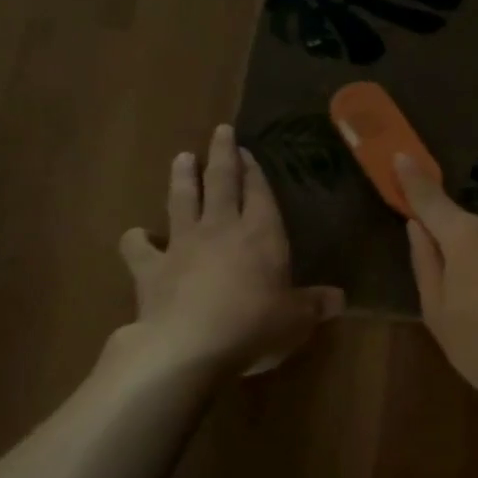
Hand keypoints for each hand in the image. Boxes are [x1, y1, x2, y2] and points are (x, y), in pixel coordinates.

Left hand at [112, 125, 344, 374]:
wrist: (189, 345)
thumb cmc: (254, 326)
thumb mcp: (297, 320)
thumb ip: (316, 305)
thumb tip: (341, 299)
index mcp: (261, 235)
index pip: (259, 193)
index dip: (255, 171)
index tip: (248, 150)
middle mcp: (221, 229)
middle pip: (222, 182)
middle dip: (222, 155)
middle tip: (219, 131)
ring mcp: (182, 245)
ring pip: (182, 200)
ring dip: (183, 177)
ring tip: (182, 158)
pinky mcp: (150, 268)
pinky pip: (138, 246)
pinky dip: (136, 238)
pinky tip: (137, 235)